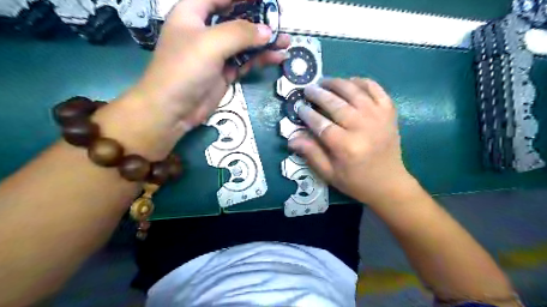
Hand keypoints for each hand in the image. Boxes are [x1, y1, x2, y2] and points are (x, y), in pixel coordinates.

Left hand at [130, 0, 289, 132]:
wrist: (173, 109)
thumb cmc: (185, 68)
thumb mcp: (211, 44)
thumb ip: (240, 34)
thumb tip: (267, 32)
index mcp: (193, 13)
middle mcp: (206, 31)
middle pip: (236, 19)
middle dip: (258, 21)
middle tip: (280, 23)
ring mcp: (217, 54)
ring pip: (244, 43)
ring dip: (264, 43)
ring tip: (285, 43)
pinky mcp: (224, 72)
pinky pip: (245, 61)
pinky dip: (260, 59)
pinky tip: (276, 58)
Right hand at [290, 77, 414, 205]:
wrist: (389, 183)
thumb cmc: (356, 181)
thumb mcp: (329, 174)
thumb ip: (311, 154)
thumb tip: (291, 138)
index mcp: (346, 146)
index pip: (321, 124)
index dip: (308, 114)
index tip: (299, 106)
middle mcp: (362, 127)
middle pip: (336, 104)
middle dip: (319, 94)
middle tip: (308, 89)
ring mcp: (378, 117)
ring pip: (354, 91)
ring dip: (337, 83)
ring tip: (324, 81)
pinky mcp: (389, 113)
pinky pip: (376, 89)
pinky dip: (363, 82)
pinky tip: (351, 81)